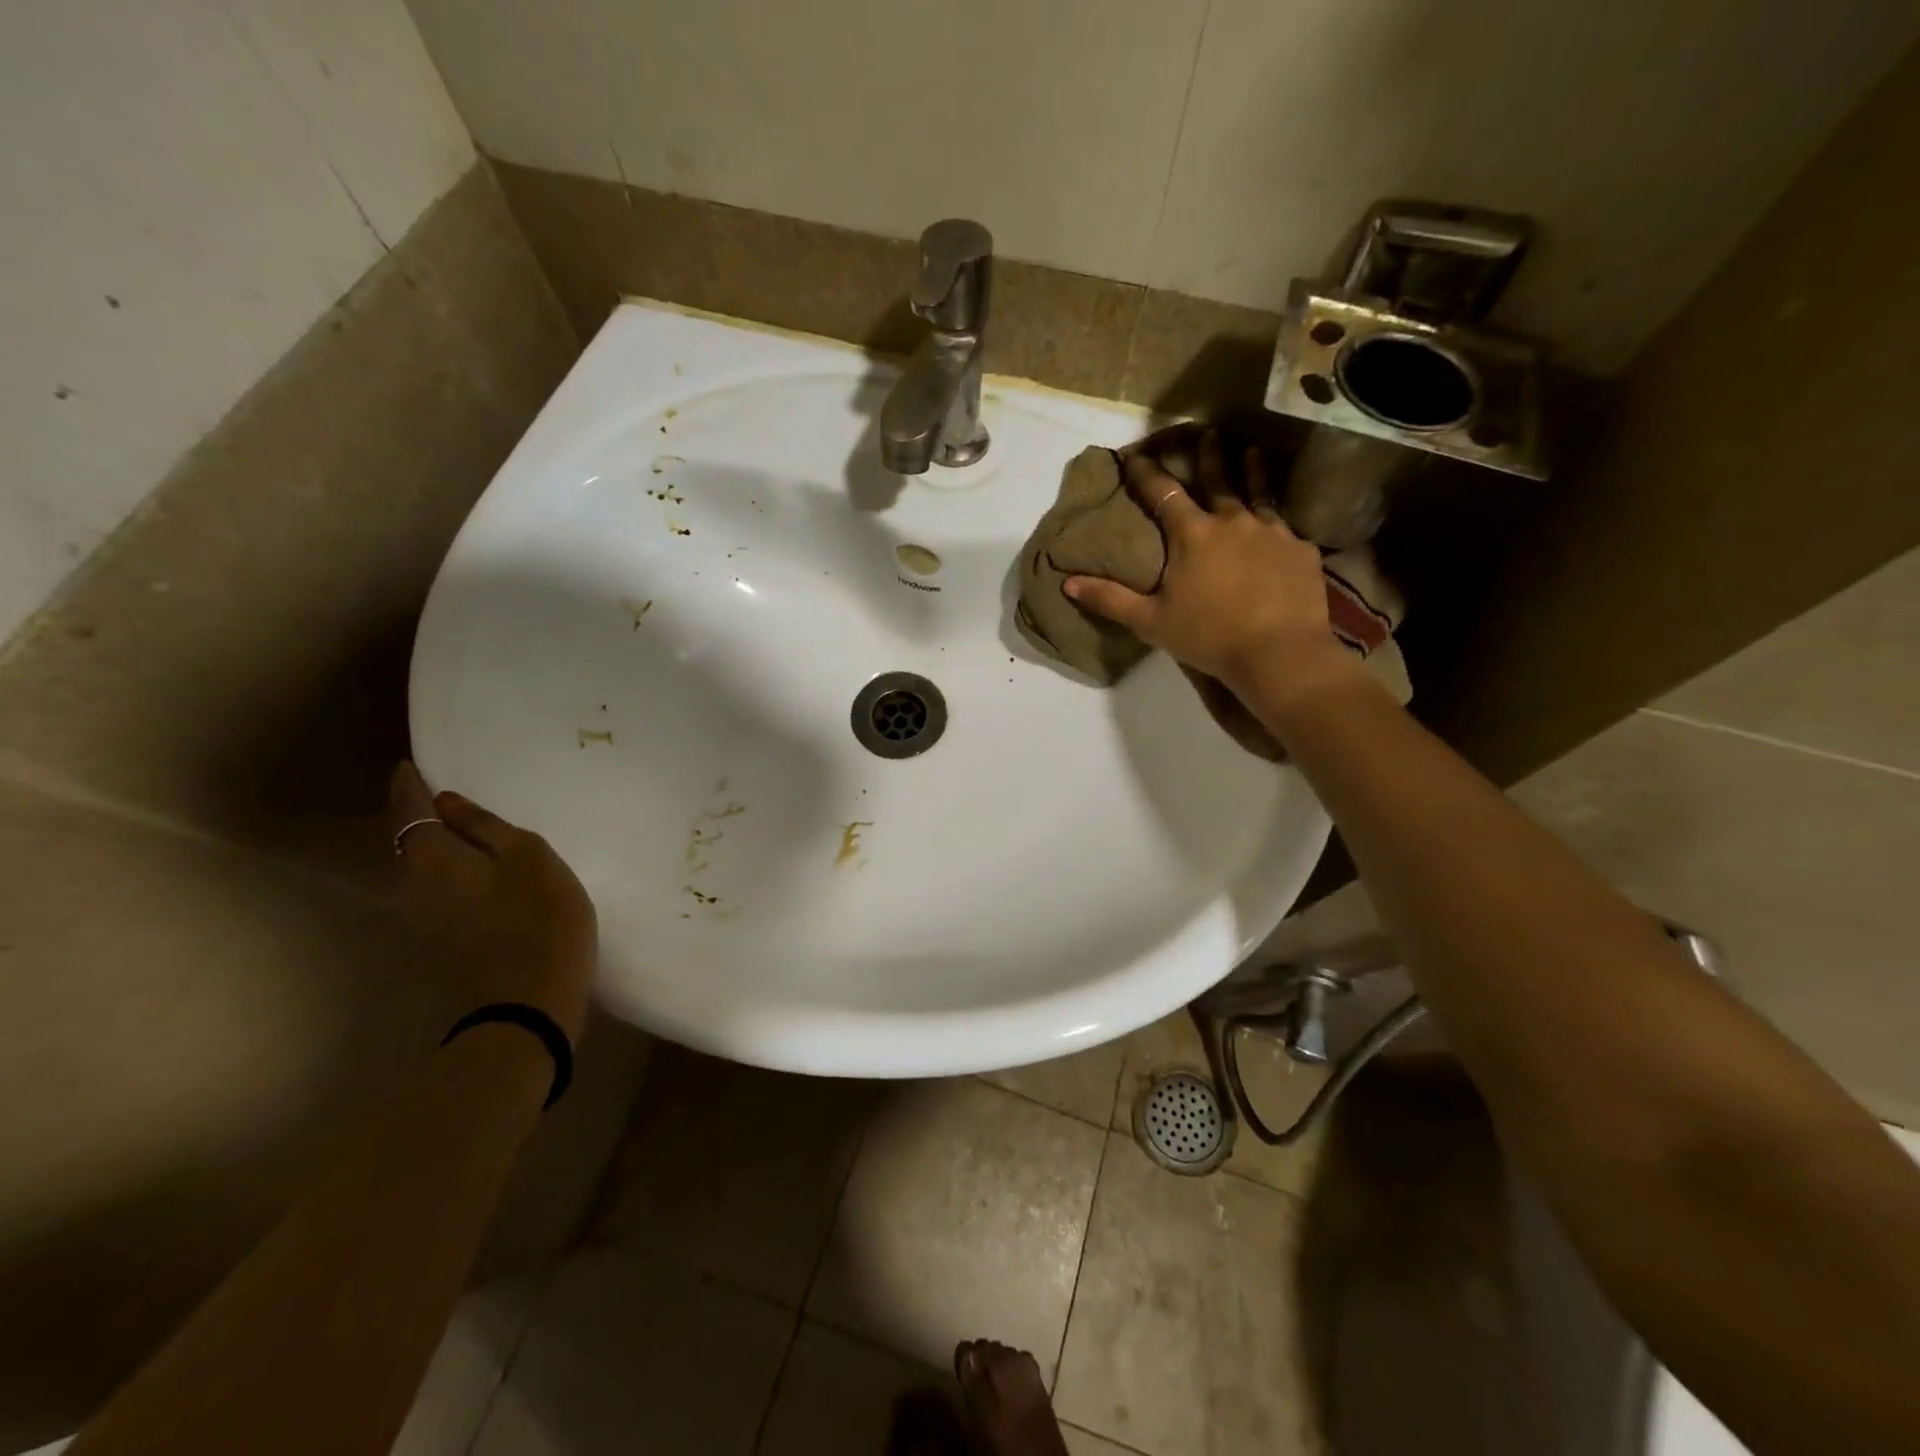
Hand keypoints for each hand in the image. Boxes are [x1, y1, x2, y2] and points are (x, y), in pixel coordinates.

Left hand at [388, 762, 597, 1042]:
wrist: (529, 1003)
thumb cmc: (539, 918)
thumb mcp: (529, 857)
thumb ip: (487, 826)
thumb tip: (450, 805)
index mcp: (431, 858)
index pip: (409, 810)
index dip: (410, 786)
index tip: (410, 765)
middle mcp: (412, 885)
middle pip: (408, 840)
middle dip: (419, 814)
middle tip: (441, 791)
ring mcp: (423, 917)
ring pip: (420, 866)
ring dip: (435, 843)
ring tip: (462, 824)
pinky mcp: (442, 937)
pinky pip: (436, 887)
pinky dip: (448, 867)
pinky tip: (475, 865)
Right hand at [1063, 434, 1361, 708]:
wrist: (1278, 653)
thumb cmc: (1208, 636)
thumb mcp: (1150, 622)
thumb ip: (1110, 599)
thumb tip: (1068, 582)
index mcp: (1192, 534)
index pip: (1162, 492)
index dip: (1145, 472)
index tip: (1134, 454)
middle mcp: (1232, 521)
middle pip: (1217, 479)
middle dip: (1207, 455)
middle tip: (1209, 432)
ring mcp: (1272, 532)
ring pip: (1258, 493)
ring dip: (1251, 470)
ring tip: (1251, 451)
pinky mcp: (1300, 550)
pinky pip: (1286, 528)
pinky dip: (1278, 521)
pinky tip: (1280, 524)